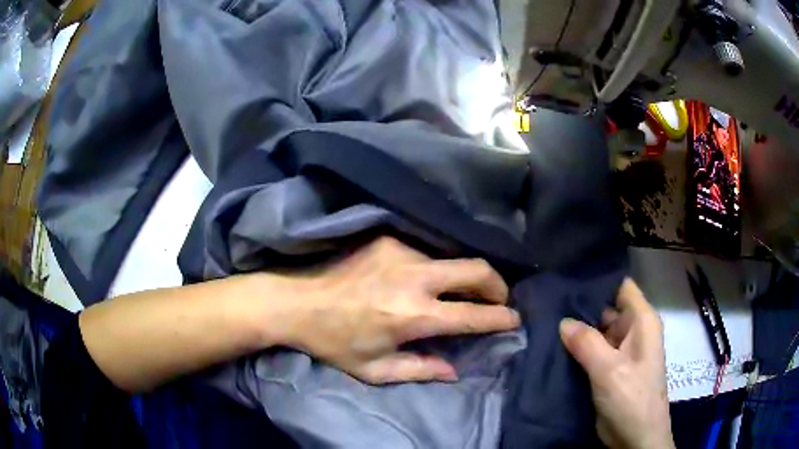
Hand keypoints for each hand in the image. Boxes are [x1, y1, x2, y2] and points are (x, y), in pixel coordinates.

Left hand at [275, 236, 520, 384]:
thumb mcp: (374, 370)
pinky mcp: (387, 238)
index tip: (513, 319)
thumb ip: (419, 370)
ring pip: (452, 258)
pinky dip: (436, 267)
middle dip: (497, 285)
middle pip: (476, 269)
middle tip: (497, 299)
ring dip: (464, 276)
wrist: (295, 301)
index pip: (472, 315)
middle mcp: (413, 278)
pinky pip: (427, 251)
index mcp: (411, 316)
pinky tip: (425, 279)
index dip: (500, 317)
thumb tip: (454, 370)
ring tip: (459, 292)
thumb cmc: (333, 342)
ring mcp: (400, 251)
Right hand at [559, 278, 674, 448]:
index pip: (622, 287)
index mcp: (642, 322)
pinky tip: (553, 345)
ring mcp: (620, 352)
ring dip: (577, 330)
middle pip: (607, 308)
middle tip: (547, 303)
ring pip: (597, 331)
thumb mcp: (610, 370)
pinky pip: (592, 351)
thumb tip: (562, 321)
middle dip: (581, 307)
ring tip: (545, 321)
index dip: (599, 280)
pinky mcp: (609, 370)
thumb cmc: (632, 399)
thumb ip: (587, 343)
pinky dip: (577, 348)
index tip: (568, 278)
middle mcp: (633, 332)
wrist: (635, 439)